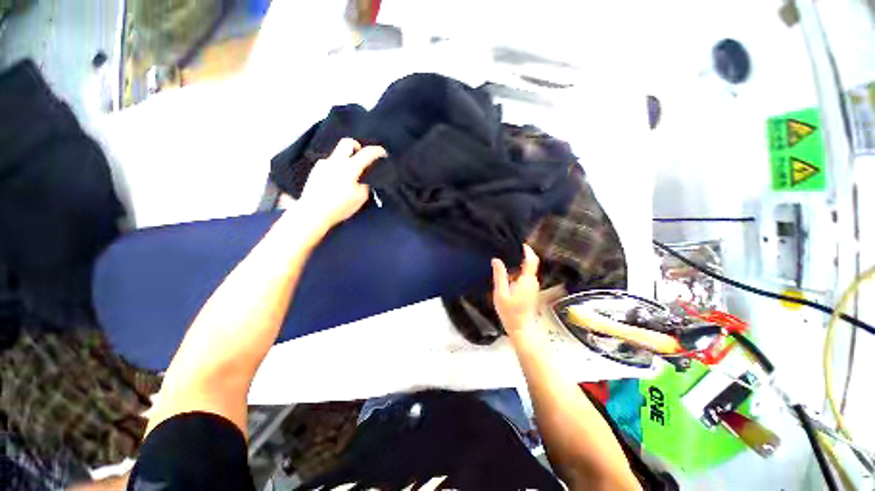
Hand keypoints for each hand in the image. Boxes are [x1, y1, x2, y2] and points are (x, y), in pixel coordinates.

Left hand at [299, 138, 386, 233]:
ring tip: (348, 176)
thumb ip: (365, 185)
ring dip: (346, 160)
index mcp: (349, 167)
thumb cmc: (339, 206)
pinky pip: (329, 164)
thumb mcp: (360, 198)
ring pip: (337, 154)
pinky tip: (336, 182)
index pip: (367, 153)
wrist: (313, 212)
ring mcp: (323, 164)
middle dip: (357, 146)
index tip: (383, 153)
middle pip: (347, 142)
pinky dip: (336, 169)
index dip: (378, 151)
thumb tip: (364, 179)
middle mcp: (335, 161)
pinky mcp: (315, 171)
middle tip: (361, 157)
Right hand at [492, 244, 540, 334]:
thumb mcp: (500, 294)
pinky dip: (517, 273)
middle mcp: (532, 282)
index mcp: (526, 281)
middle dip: (520, 256)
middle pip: (529, 264)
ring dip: (517, 266)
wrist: (520, 329)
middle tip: (506, 251)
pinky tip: (507, 276)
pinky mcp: (531, 292)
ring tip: (504, 262)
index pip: (531, 260)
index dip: (527, 250)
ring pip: (527, 271)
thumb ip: (499, 276)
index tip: (520, 243)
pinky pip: (525, 278)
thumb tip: (496, 260)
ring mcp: (533, 287)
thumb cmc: (510, 313)